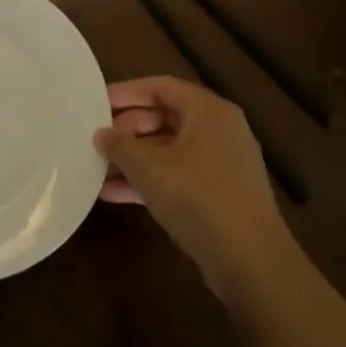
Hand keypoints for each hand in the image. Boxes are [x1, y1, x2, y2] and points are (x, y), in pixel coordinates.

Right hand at [96, 76, 293, 295]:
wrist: (249, 260)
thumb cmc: (197, 198)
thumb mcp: (148, 168)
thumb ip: (119, 145)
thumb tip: (101, 134)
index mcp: (208, 112)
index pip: (161, 86)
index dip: (126, 92)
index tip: (96, 103)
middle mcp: (219, 130)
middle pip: (165, 117)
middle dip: (127, 129)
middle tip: (96, 139)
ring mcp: (221, 164)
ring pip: (168, 149)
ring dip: (133, 158)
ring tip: (97, 168)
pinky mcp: (219, 194)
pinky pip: (177, 175)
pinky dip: (148, 180)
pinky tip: (113, 194)